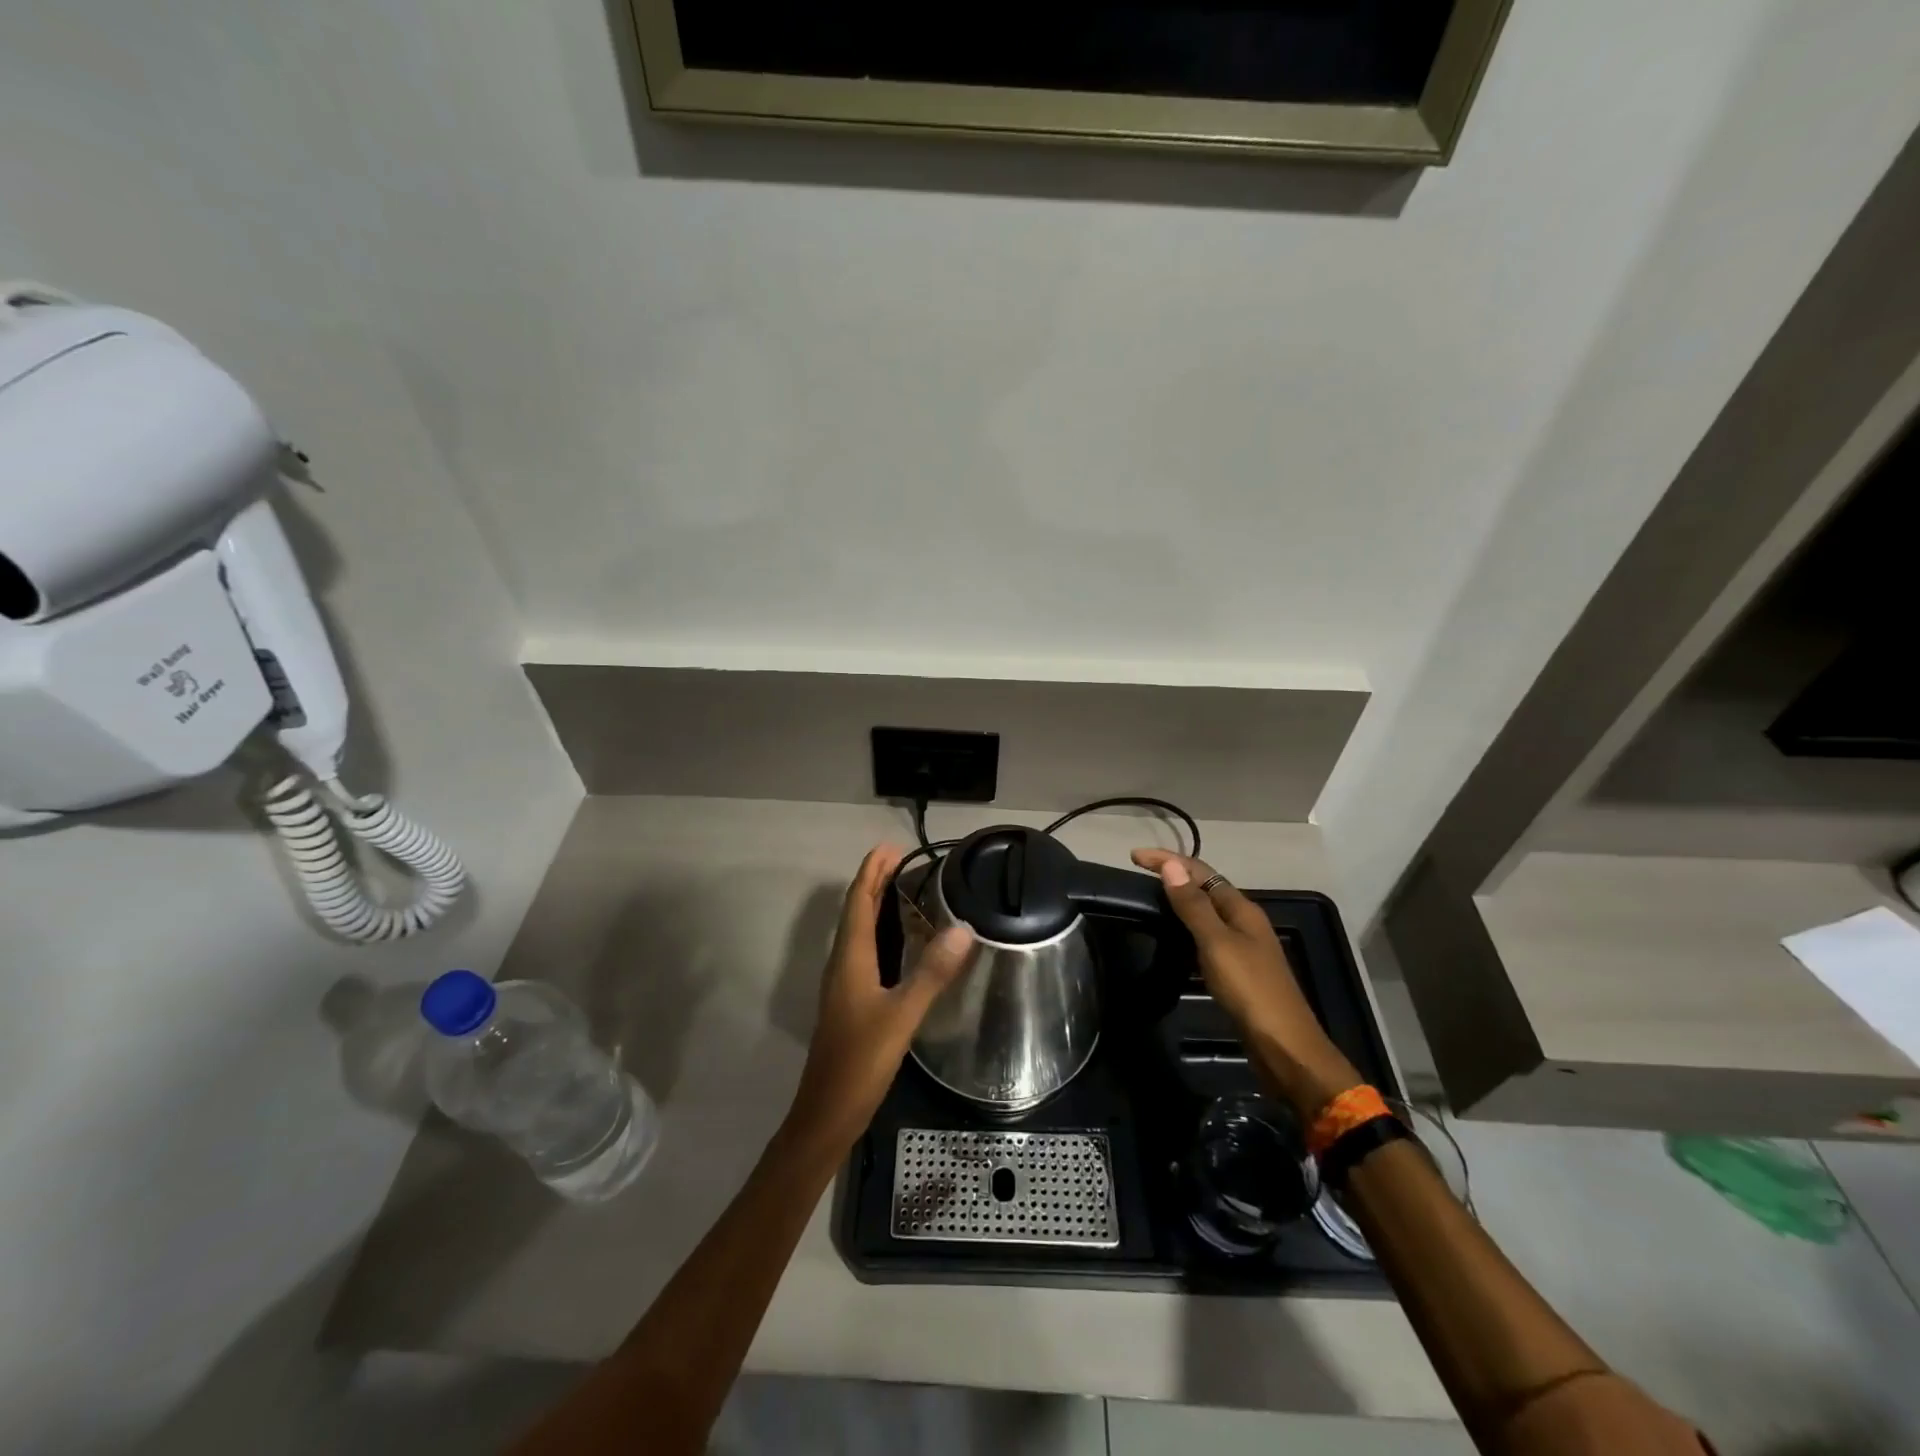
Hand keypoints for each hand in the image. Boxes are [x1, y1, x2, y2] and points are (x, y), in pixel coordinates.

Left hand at [784, 845, 973, 1156]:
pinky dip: (880, 932)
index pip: (858, 901)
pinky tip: (900, 942)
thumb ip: (931, 972)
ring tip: (905, 888)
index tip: (893, 847)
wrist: (827, 1114)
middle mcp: (842, 964)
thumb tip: (963, 928)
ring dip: (877, 905)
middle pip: (857, 911)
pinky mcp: (851, 1001)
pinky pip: (865, 951)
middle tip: (905, 860)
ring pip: (859, 931)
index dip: (873, 871)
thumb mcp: (901, 1015)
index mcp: (849, 958)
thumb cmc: (860, 1061)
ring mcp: (844, 984)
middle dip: (876, 882)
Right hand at [1131, 848, 1360, 1120]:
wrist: (1285, 1048)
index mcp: (1241, 909)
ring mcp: (1242, 947)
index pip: (1200, 871)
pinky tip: (1171, 939)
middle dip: (1173, 875)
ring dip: (1179, 900)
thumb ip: (1193, 906)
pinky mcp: (1237, 971)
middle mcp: (1244, 922)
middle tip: (1138, 874)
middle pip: (1205, 887)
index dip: (1167, 860)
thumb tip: (1170, 865)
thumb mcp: (1217, 944)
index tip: (1132, 857)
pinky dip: (1186, 928)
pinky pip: (1206, 937)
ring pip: (1206, 912)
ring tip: (1150, 900)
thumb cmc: (1250, 990)